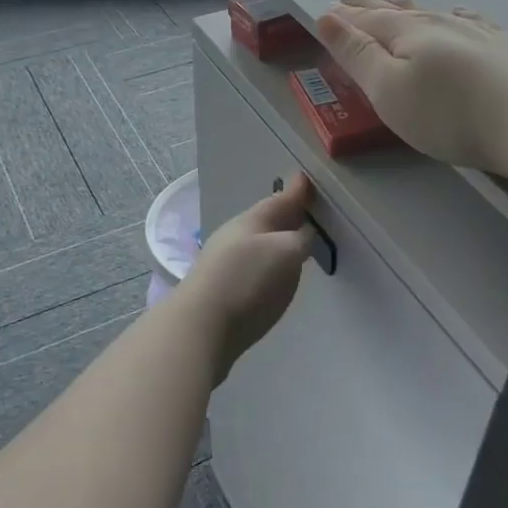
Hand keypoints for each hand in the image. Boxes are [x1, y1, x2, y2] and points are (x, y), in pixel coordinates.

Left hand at [179, 173, 316, 380]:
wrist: (200, 328)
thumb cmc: (247, 281)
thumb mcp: (285, 252)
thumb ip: (300, 239)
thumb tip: (303, 232)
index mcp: (252, 221)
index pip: (279, 200)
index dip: (296, 191)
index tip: (307, 179)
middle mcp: (235, 237)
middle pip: (267, 221)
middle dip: (285, 214)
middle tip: (305, 207)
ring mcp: (224, 264)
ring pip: (258, 243)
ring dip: (276, 239)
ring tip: (295, 240)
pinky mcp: (222, 290)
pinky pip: (252, 265)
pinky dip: (267, 262)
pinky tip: (273, 272)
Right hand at [315, 0, 507, 178]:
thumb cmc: (446, 113)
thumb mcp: (387, 89)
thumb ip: (357, 54)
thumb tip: (327, 17)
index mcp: (407, 34)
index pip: (367, 21)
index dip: (345, 18)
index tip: (328, 9)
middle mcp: (439, 24)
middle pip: (397, 12)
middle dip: (371, 6)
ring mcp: (475, 34)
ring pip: (432, 12)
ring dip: (407, 6)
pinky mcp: (504, 49)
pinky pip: (473, 21)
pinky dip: (458, 15)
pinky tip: (460, 12)